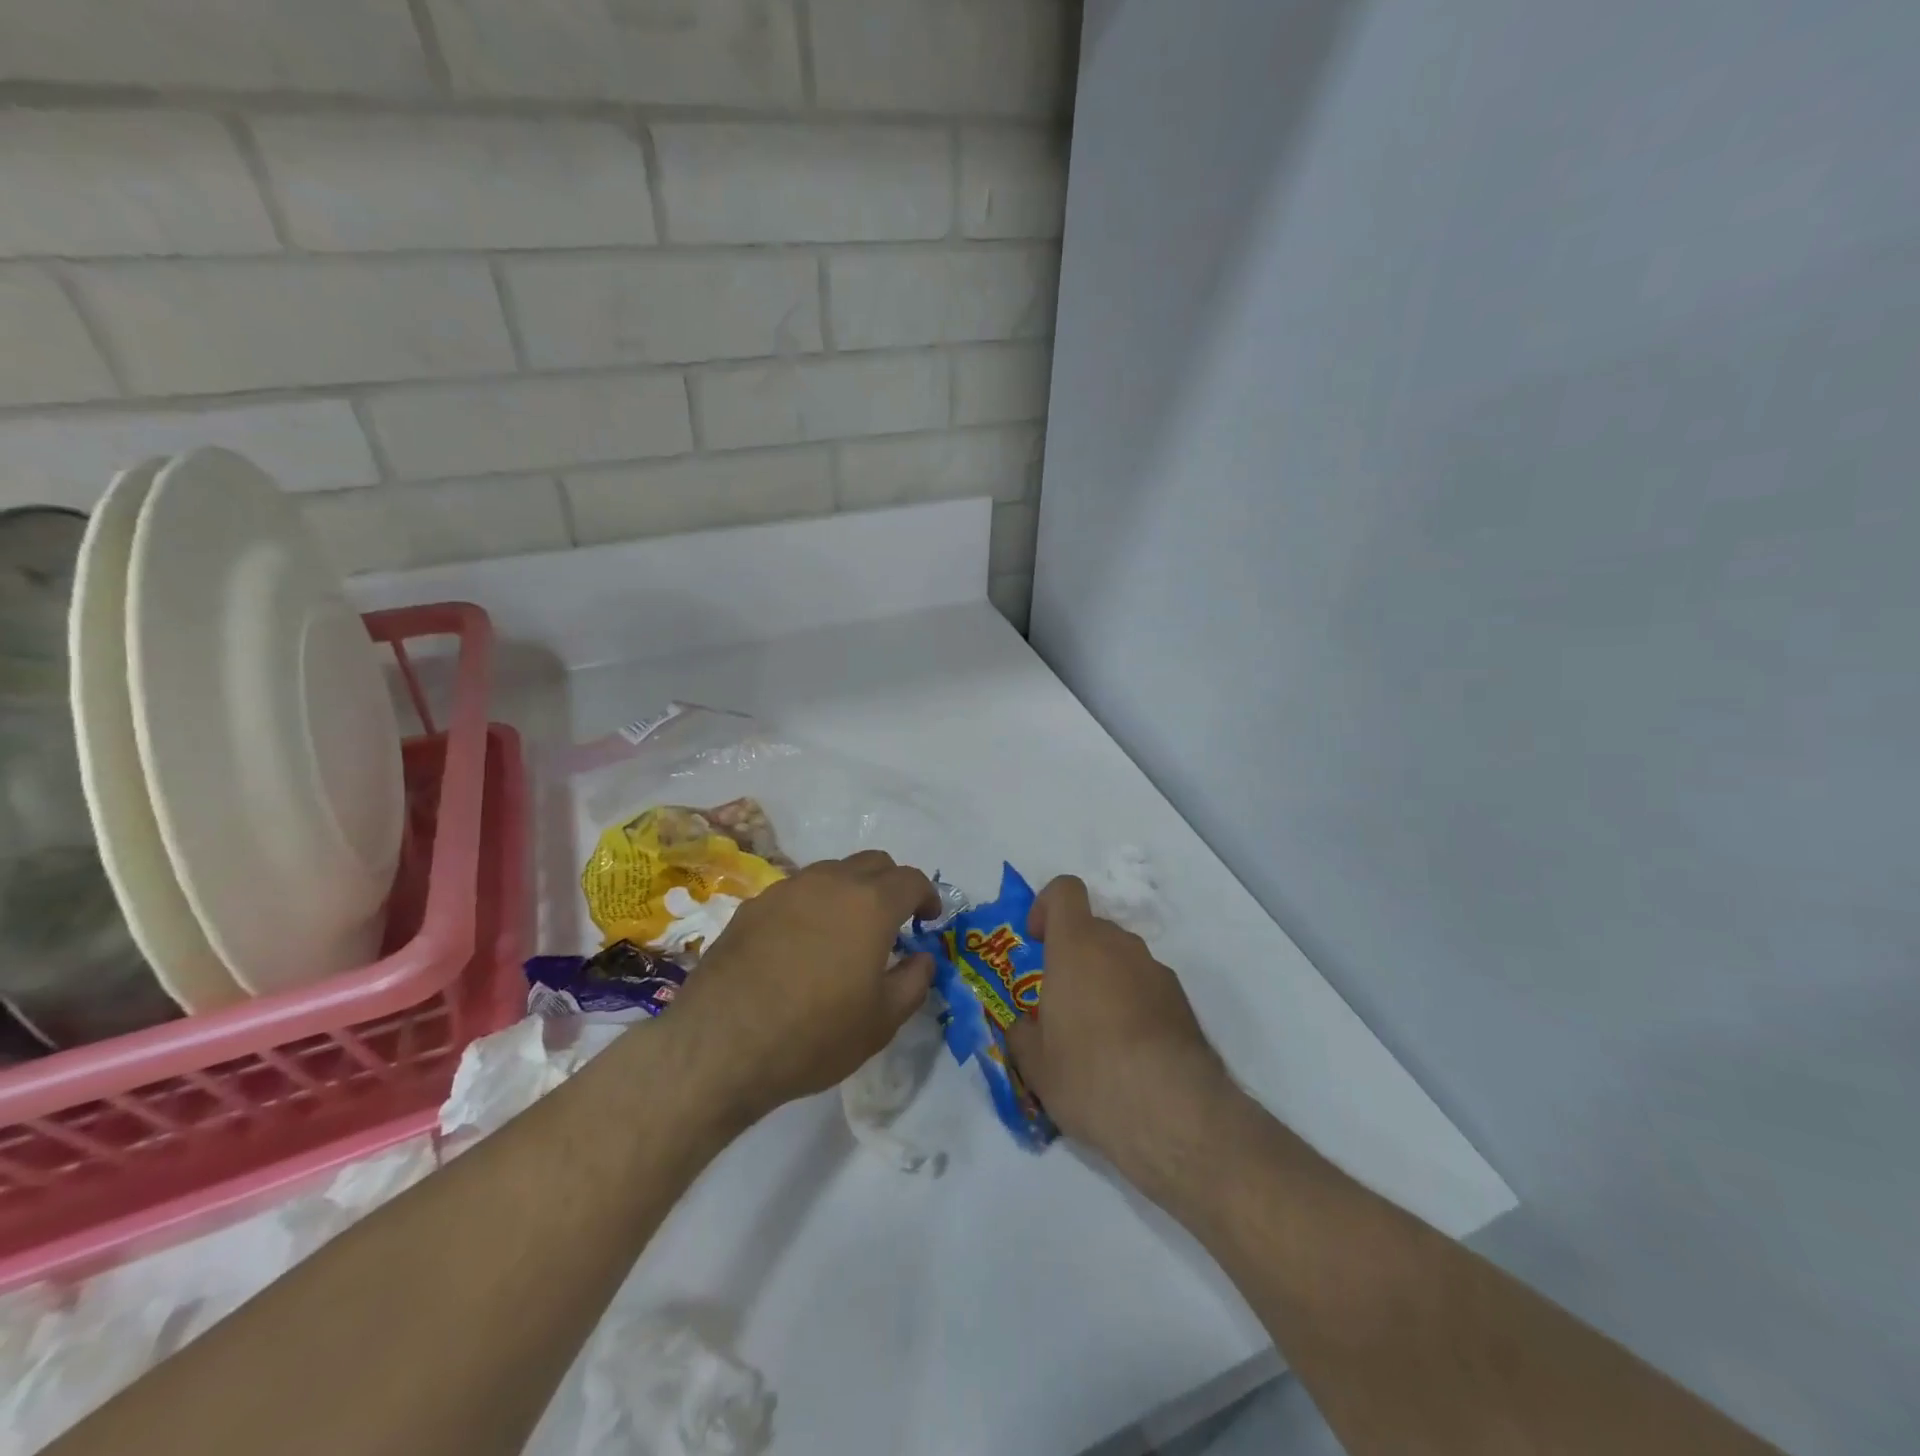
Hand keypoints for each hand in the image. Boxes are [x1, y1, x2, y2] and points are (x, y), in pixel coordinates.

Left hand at [668, 851, 938, 1123]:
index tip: (928, 919)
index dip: (927, 895)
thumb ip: (914, 981)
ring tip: (845, 931)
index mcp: (871, 904)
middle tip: (892, 921)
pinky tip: (801, 945)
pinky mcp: (752, 906)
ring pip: (831, 872)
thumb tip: (921, 958)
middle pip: (873, 863)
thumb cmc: (815, 1034)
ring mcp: (786, 890)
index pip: (911, 879)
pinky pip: (795, 892)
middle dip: (891, 885)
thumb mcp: (882, 1021)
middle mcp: (830, 882)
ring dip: (849, 891)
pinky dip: (812, 906)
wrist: (721, 1045)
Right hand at [1006, 876, 1230, 1177]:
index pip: (1064, 890)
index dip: (1046, 906)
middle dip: (1073, 956)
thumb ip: (1022, 1034)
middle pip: (1092, 930)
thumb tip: (1023, 1027)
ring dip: (1105, 982)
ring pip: (1121, 960)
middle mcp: (1119, 945)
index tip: (1036, 941)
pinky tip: (1130, 1053)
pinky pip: (1146, 987)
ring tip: (1096, 1038)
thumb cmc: (1088, 1075)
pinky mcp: (1183, 1001)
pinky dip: (1134, 1005)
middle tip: (1060, 1005)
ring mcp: (1156, 971)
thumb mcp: (1035, 1064)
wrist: (1173, 1111)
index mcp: (1076, 945)